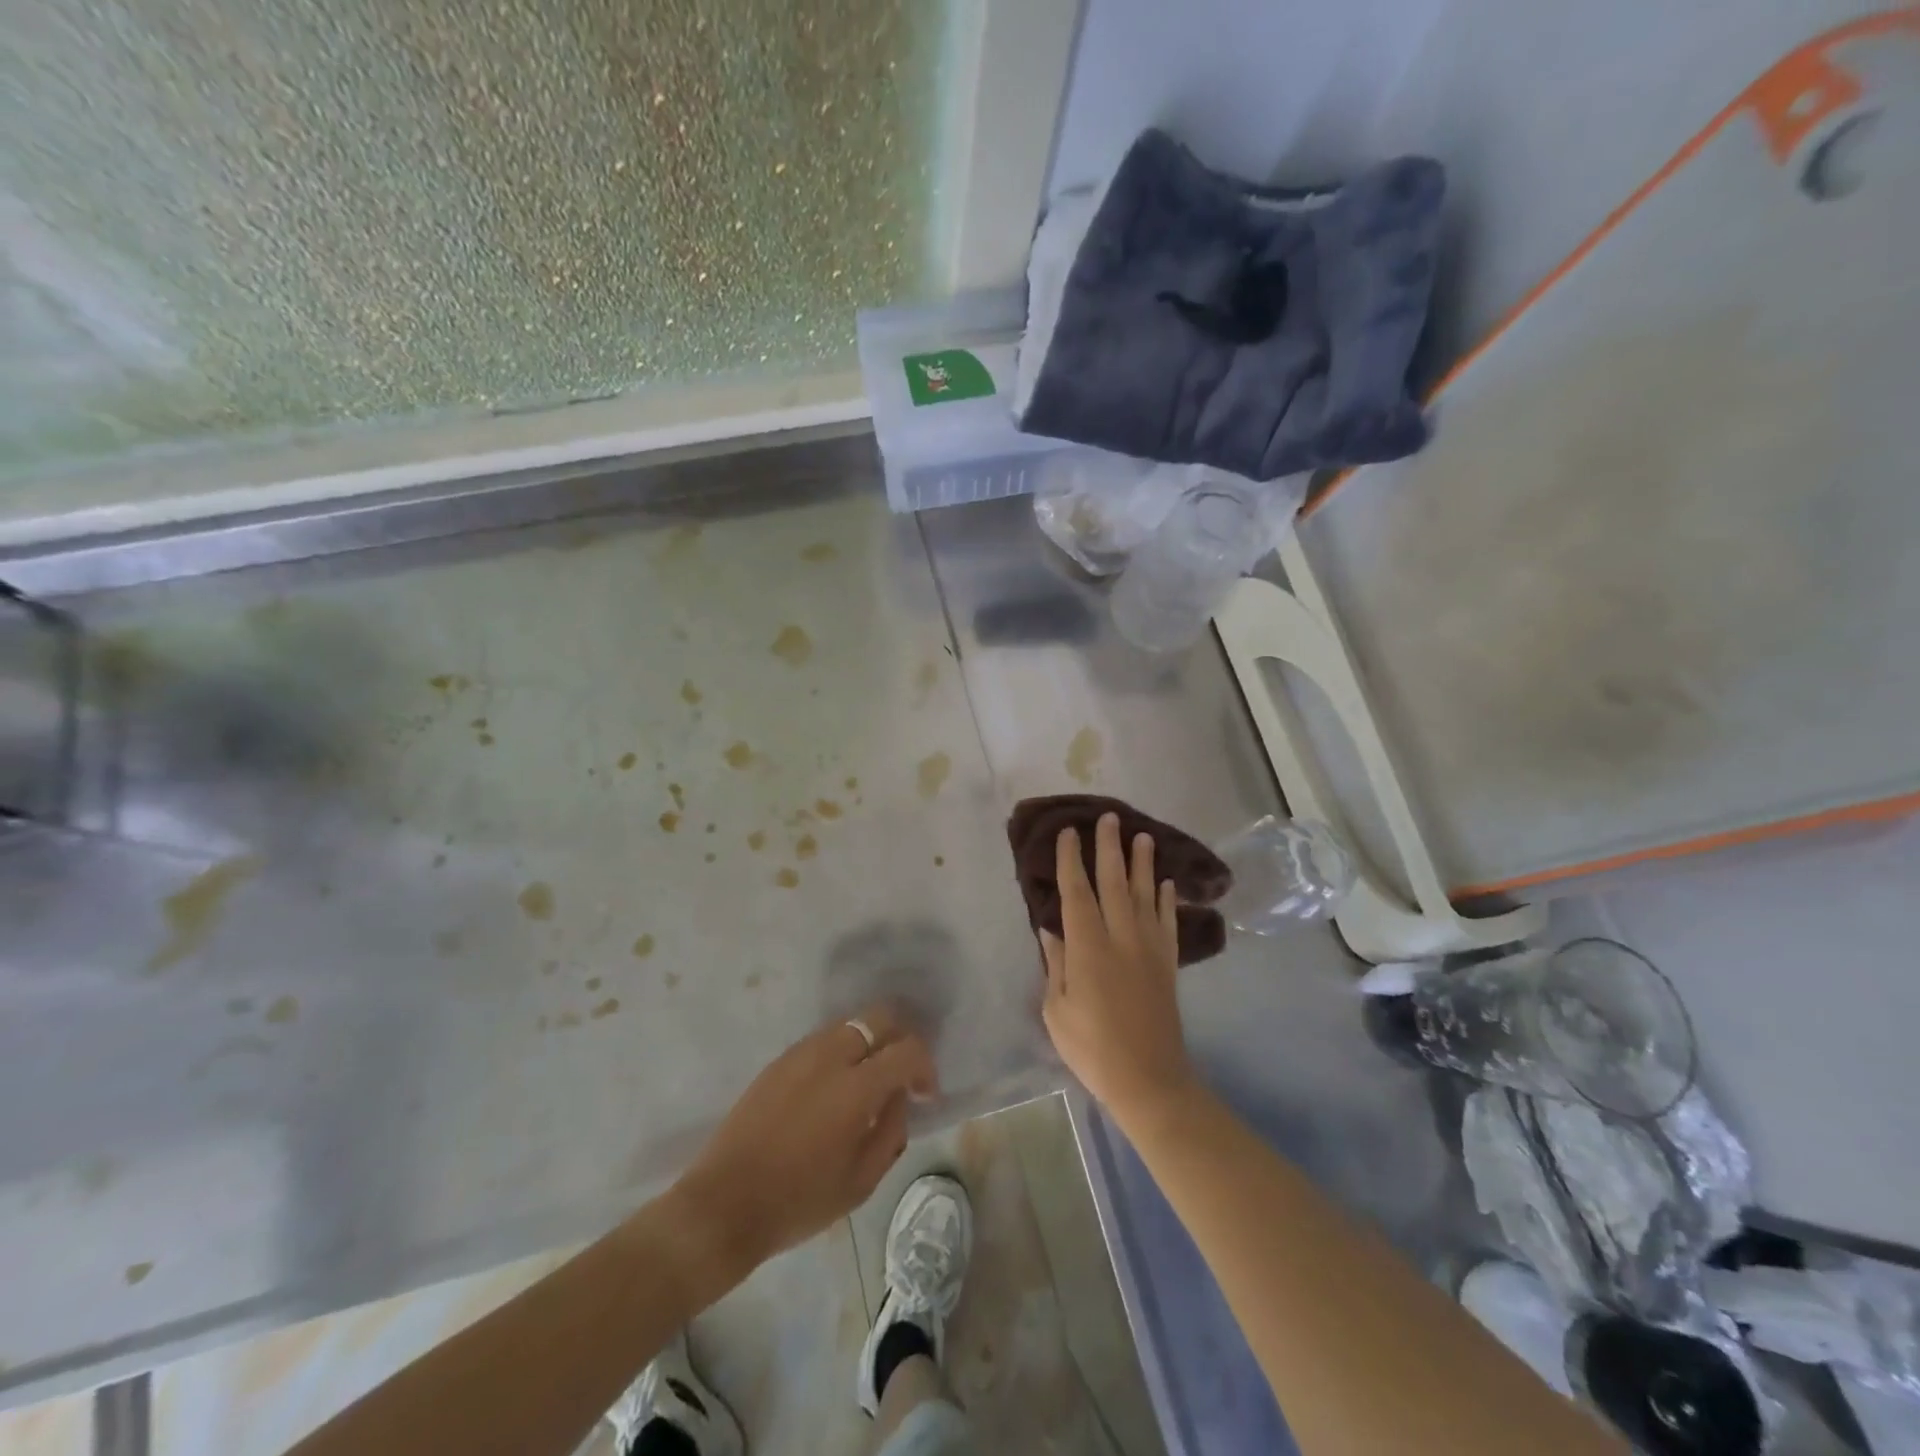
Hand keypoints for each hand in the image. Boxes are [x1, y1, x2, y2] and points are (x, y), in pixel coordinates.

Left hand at [674, 1004, 934, 1273]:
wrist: (724, 1204)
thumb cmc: (798, 1201)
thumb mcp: (861, 1181)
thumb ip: (891, 1130)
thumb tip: (898, 1097)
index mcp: (856, 1087)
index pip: (908, 1049)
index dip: (925, 1067)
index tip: (924, 1094)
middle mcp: (830, 1056)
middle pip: (879, 1017)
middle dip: (899, 1038)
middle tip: (900, 1075)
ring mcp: (800, 1053)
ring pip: (849, 1025)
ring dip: (868, 1044)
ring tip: (866, 1082)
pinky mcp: (778, 1061)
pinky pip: (822, 1040)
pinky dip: (840, 1052)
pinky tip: (833, 1089)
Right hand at [1040, 813, 1197, 1132]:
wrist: (1149, 1080)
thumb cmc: (1092, 1048)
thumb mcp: (1057, 1009)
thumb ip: (1056, 964)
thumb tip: (1052, 928)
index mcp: (1088, 947)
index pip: (1077, 892)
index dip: (1072, 860)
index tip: (1069, 833)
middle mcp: (1121, 937)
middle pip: (1115, 882)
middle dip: (1110, 848)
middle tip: (1109, 818)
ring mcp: (1149, 949)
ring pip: (1146, 895)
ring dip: (1143, 864)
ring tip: (1142, 836)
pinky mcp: (1167, 964)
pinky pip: (1168, 923)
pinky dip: (1168, 900)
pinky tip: (1167, 883)